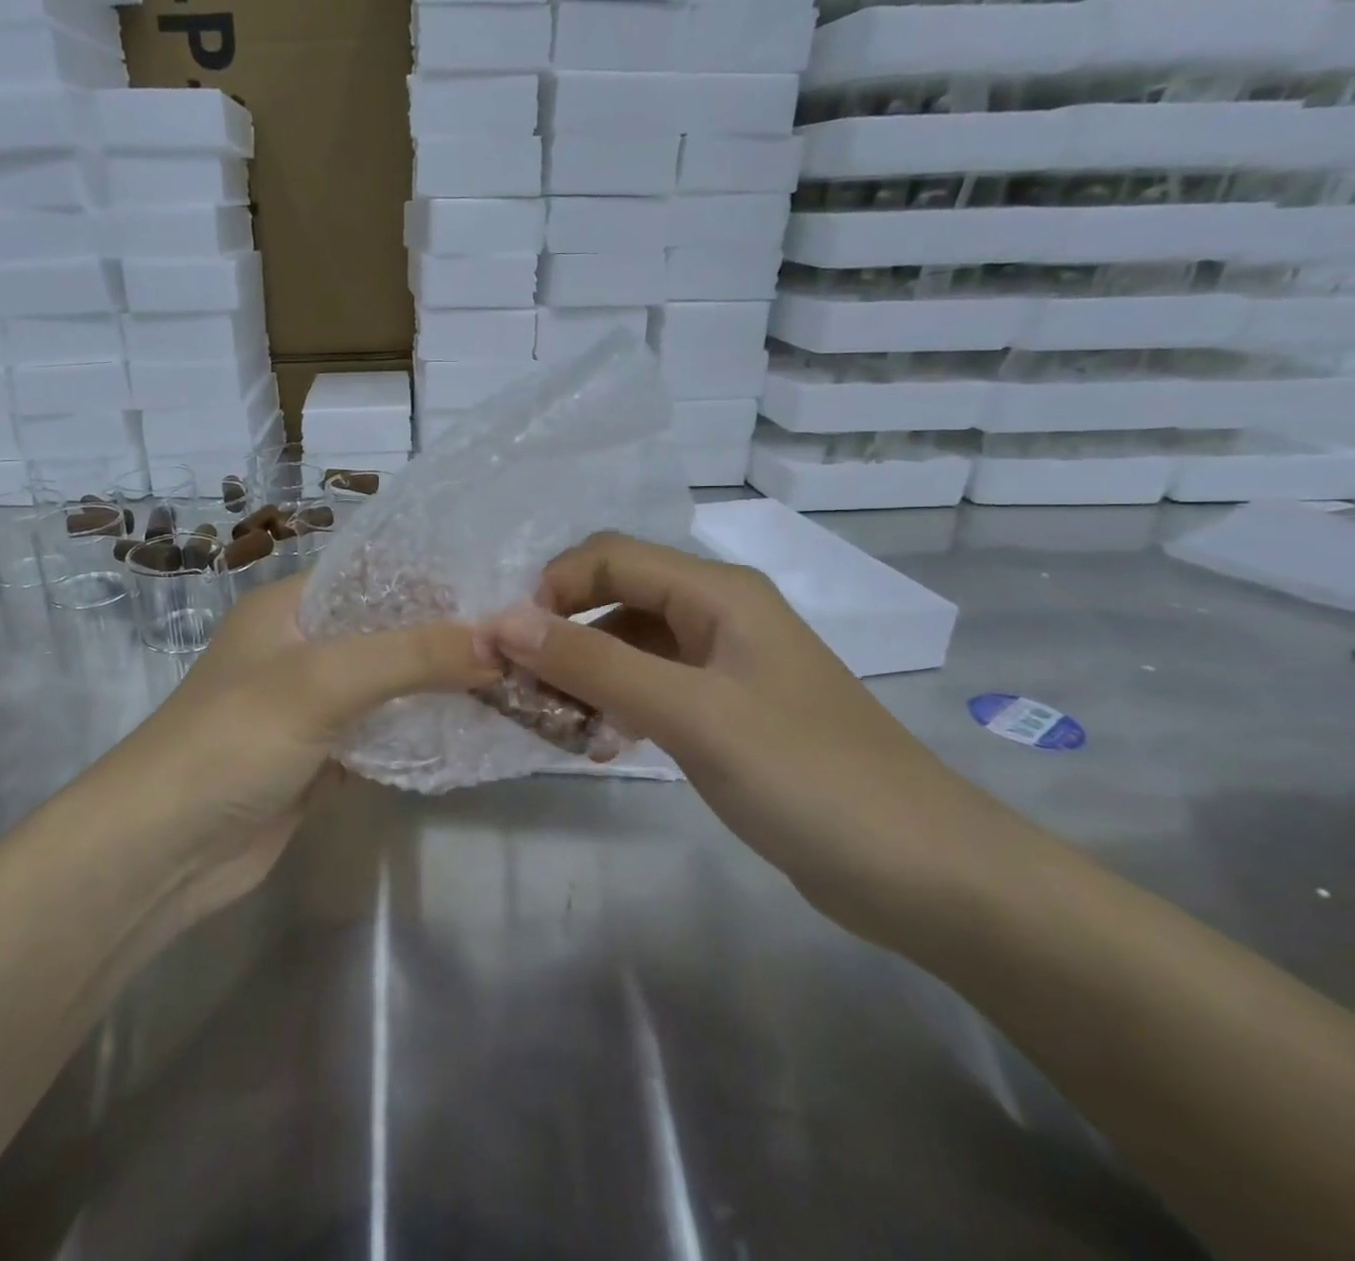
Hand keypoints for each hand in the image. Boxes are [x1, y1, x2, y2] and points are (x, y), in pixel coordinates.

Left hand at [124, 573, 498, 911]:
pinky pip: (382, 731)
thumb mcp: (322, 681)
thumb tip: (500, 639)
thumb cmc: (234, 739)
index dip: (434, 577)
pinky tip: (472, 729)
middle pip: (387, 628)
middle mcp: (302, 646)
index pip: (374, 572)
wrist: (163, 850)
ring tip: (513, 677)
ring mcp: (311, 704)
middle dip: (446, 635)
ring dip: (438, 685)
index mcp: (290, 606)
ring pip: (389, 683)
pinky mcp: (321, 755)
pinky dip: (419, 730)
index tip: (502, 588)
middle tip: (520, 638)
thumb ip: (411, 655)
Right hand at [483, 534, 1032, 942]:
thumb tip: (504, 621)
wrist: (927, 873)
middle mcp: (718, 614)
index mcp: (717, 592)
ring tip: (552, 722)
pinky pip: (651, 687)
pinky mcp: (727, 711)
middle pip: (615, 597)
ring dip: (583, 673)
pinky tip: (598, 741)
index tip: (509, 646)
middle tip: (519, 689)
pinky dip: (615, 703)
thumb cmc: (808, 777)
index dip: (551, 589)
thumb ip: (594, 663)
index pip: (608, 557)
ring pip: (629, 645)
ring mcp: (724, 664)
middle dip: (560, 633)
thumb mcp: (690, 714)